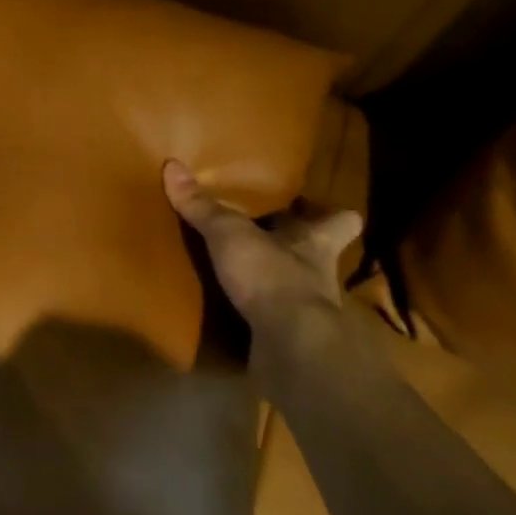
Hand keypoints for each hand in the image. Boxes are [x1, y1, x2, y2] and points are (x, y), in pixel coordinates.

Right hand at [163, 159, 361, 328]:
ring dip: (272, 282)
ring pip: (294, 288)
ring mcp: (307, 312)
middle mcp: (319, 274)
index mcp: (315, 242)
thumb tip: (172, 165)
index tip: (313, 207)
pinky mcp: (289, 341)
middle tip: (264, 234)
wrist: (290, 349)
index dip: (334, 214)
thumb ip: (203, 206)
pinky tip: (230, 310)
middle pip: (316, 254)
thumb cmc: (272, 276)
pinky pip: (272, 321)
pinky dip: (255, 316)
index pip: (343, 221)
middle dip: (294, 248)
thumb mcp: (229, 234)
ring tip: (240, 271)